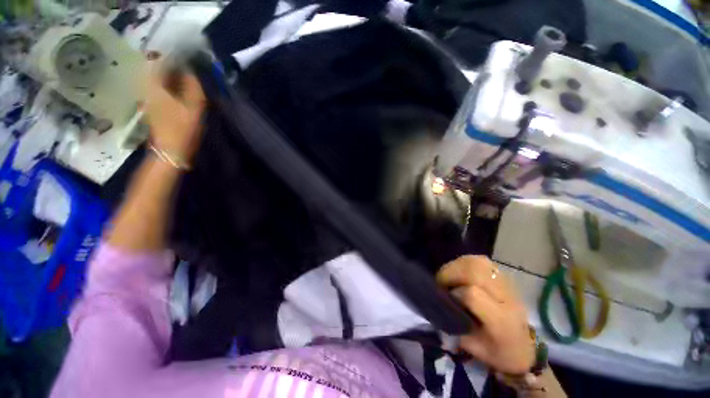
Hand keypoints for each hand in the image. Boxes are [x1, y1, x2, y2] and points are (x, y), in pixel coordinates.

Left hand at [141, 63, 205, 163]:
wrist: (170, 151)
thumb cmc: (182, 130)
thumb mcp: (194, 109)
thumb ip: (193, 88)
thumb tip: (191, 72)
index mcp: (154, 85)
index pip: (160, 60)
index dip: (174, 55)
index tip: (187, 55)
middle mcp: (146, 87)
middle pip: (156, 67)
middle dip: (171, 63)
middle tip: (187, 63)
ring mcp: (146, 96)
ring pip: (156, 76)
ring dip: (169, 73)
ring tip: (184, 74)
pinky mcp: (150, 104)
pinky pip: (157, 86)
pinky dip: (167, 82)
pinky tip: (177, 86)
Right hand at [437, 255, 534, 374]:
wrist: (525, 348)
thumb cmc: (498, 352)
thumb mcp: (473, 348)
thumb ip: (454, 326)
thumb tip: (438, 304)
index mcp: (501, 321)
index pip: (473, 295)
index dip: (454, 293)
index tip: (446, 299)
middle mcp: (506, 297)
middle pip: (474, 271)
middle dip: (451, 273)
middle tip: (442, 282)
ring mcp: (507, 284)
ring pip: (477, 261)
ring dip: (457, 265)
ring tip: (450, 276)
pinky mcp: (504, 276)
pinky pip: (481, 261)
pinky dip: (465, 263)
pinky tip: (460, 272)